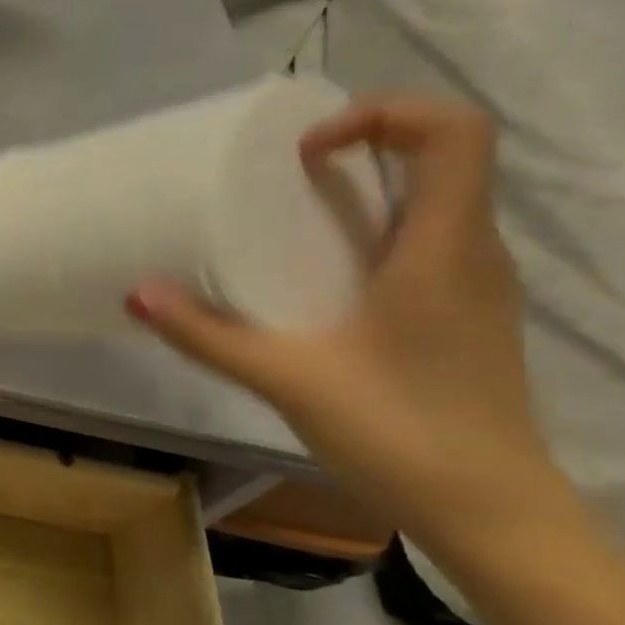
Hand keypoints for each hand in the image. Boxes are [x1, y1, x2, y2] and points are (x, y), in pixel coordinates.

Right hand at [129, 96, 569, 549]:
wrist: (488, 509)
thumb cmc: (398, 431)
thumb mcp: (287, 378)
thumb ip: (207, 335)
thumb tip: (136, 294)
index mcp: (443, 248)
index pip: (454, 132)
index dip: (383, 114)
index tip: (306, 151)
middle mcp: (473, 253)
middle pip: (445, 159)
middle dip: (367, 144)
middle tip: (285, 173)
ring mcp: (475, 287)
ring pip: (438, 203)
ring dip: (372, 190)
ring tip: (293, 216)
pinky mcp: (465, 317)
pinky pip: (429, 243)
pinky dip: (378, 232)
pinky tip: (323, 278)